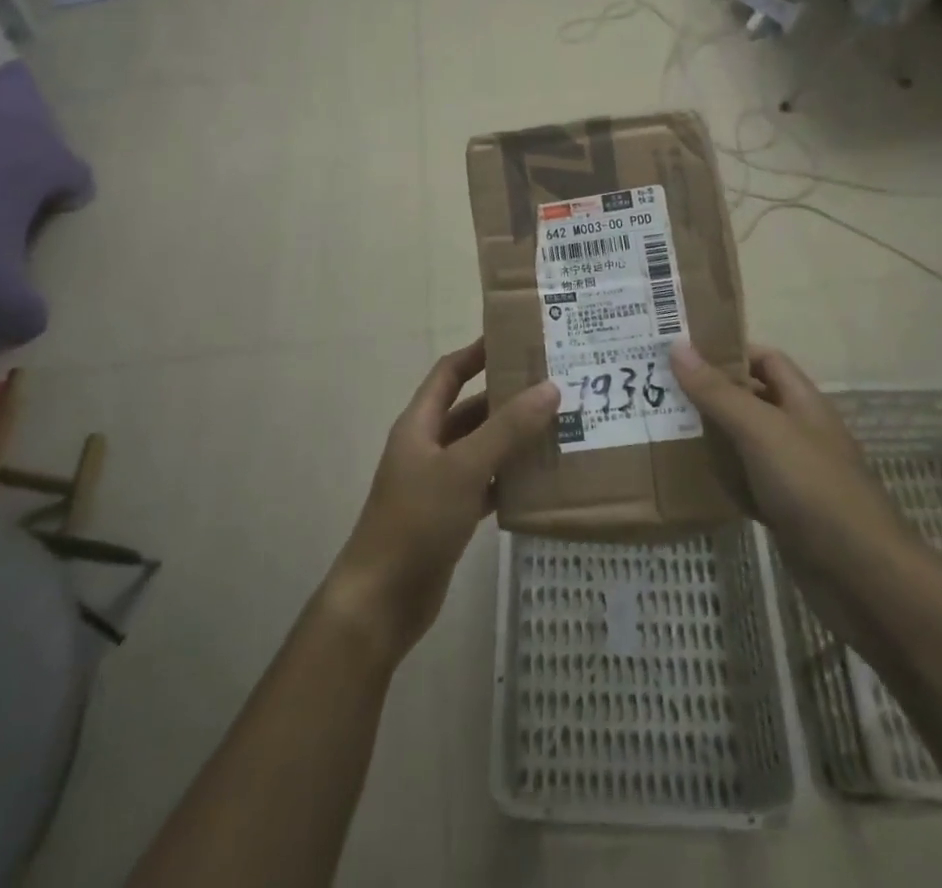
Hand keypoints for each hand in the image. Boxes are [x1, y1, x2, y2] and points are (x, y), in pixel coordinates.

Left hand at [325, 339, 557, 664]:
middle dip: (507, 397)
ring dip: (513, 439)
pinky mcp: (450, 516)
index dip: (477, 352)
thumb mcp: (464, 468)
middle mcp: (428, 447)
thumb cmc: (417, 521)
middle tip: (553, 385)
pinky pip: (486, 484)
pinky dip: (510, 478)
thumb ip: (507, 429)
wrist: (382, 601)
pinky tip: (543, 478)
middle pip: (470, 410)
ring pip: (482, 448)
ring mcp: (439, 483)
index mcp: (420, 424)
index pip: (449, 373)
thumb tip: (550, 387)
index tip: (515, 339)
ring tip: (559, 426)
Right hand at [669, 341, 914, 593]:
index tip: (683, 353)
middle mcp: (799, 430)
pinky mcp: (785, 510)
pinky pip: (746, 481)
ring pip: (745, 442)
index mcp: (802, 402)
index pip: (764, 359)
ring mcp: (793, 473)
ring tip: (664, 426)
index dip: (728, 351)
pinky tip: (690, 477)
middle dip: (711, 392)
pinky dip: (721, 477)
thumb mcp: (760, 430)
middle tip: (661, 388)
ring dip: (711, 435)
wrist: (862, 576)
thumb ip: (718, 392)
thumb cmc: (812, 487)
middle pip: (751, 399)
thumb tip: (677, 345)